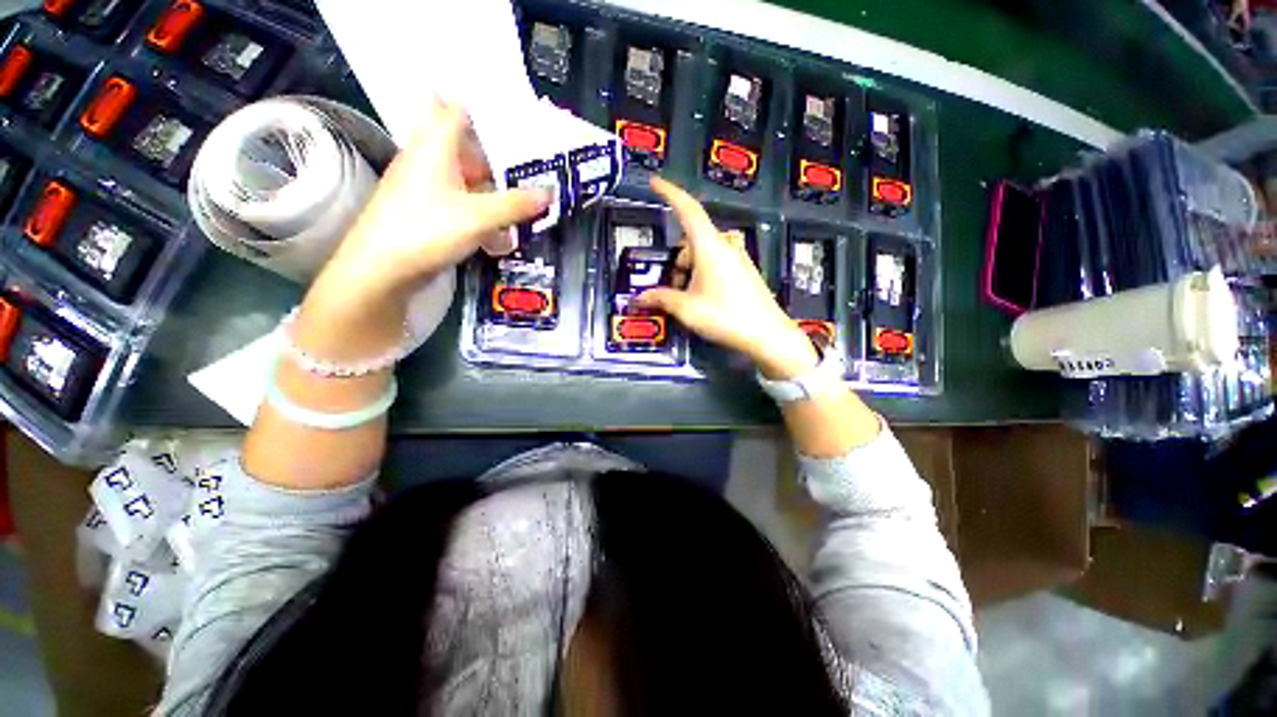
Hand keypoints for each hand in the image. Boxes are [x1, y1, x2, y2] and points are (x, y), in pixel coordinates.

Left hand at [315, 103, 551, 305]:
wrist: (382, 268)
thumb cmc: (428, 230)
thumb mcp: (480, 217)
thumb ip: (517, 204)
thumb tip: (551, 192)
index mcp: (435, 146)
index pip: (459, 110)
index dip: (487, 114)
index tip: (517, 127)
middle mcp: (427, 159)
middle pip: (466, 148)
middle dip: (497, 160)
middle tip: (528, 171)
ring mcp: (424, 185)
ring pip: (464, 178)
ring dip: (491, 192)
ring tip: (520, 206)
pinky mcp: (425, 210)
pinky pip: (459, 202)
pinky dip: (480, 212)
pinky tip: (498, 235)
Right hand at [636, 177, 819, 379]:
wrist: (767, 335)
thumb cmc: (725, 316)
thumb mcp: (687, 309)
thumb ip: (661, 299)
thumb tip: (639, 298)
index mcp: (709, 246)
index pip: (687, 209)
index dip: (670, 192)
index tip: (655, 181)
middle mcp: (725, 245)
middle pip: (691, 239)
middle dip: (676, 259)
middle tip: (671, 287)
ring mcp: (737, 257)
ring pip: (703, 251)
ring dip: (689, 268)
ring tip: (687, 296)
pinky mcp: (744, 271)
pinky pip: (716, 261)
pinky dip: (702, 272)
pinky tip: (702, 297)